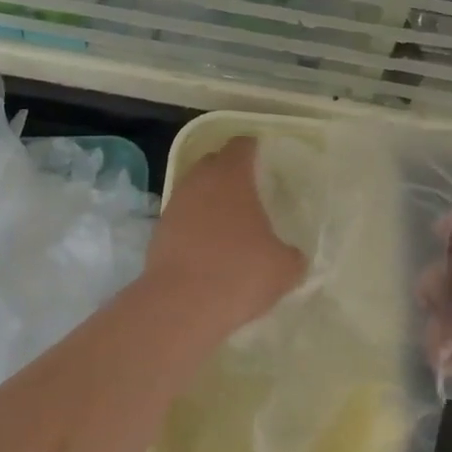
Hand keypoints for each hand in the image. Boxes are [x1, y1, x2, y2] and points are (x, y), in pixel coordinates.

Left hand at [143, 138, 306, 334]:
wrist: (180, 306)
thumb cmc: (239, 273)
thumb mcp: (283, 268)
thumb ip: (292, 256)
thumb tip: (292, 256)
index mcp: (231, 176)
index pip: (241, 146)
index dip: (254, 149)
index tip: (265, 160)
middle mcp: (199, 181)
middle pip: (214, 163)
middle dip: (230, 172)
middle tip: (250, 192)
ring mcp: (175, 205)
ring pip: (195, 190)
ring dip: (211, 200)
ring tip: (230, 223)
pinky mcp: (159, 232)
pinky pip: (183, 218)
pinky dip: (195, 225)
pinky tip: (209, 249)